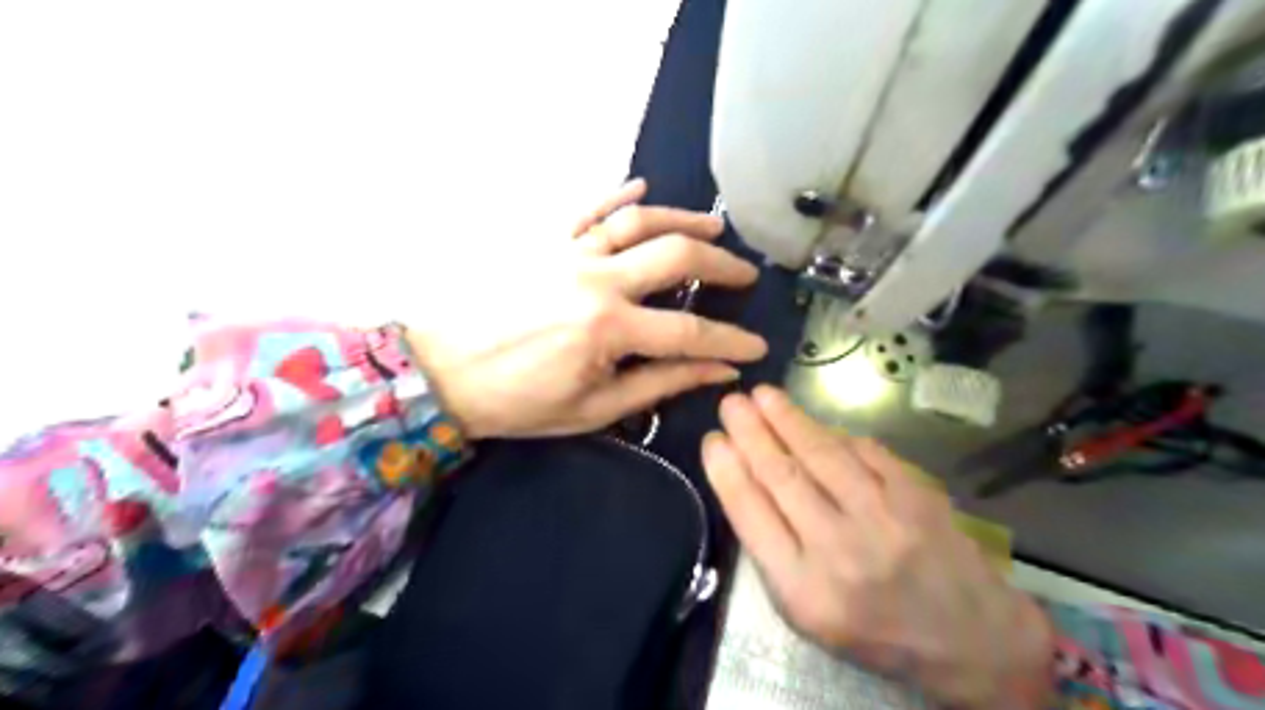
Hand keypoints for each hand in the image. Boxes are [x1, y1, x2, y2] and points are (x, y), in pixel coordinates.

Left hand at [408, 178, 759, 438]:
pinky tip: (641, 186)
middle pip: (676, 256)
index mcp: (608, 329)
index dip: (731, 340)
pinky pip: (585, 207)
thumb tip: (717, 371)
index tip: (757, 346)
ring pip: (638, 220)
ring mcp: (568, 251)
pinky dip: (616, 193)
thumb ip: (660, 383)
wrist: (442, 373)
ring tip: (714, 225)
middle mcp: (596, 279)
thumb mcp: (594, 408)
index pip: (690, 331)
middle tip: (745, 274)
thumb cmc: (518, 402)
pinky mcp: (543, 239)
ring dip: (682, 218)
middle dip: (722, 264)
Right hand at [708, 388, 1053, 708]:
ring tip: (763, 395)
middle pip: (781, 475)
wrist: (970, 639)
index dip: (726, 470)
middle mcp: (840, 550)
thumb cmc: (875, 632)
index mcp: (803, 590)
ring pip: (821, 453)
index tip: (713, 440)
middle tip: (731, 403)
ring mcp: (883, 518)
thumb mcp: (807, 615)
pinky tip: (813, 423)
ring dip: (787, 418)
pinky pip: (863, 450)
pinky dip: (834, 433)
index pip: (751, 513)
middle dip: (750, 432)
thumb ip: (773, 552)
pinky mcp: (915, 494)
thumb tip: (747, 480)